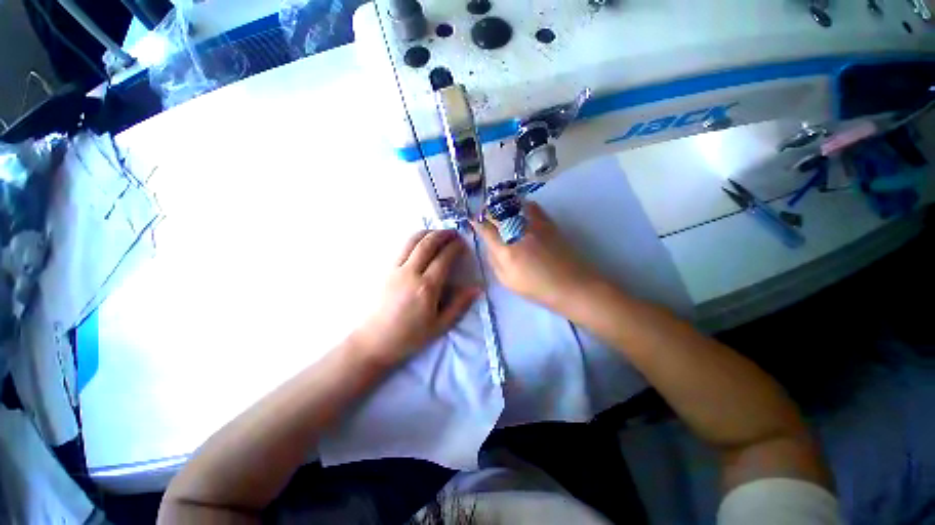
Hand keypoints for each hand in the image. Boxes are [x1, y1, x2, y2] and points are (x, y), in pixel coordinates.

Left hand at [352, 230, 478, 367]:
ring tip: (438, 232)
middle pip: (427, 244)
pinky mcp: (385, 270)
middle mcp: (410, 272)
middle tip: (453, 232)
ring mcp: (395, 269)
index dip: (455, 247)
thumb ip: (459, 305)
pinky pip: (401, 248)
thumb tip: (477, 288)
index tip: (463, 243)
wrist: (373, 341)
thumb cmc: (409, 337)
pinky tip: (420, 242)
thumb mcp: (440, 326)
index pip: (444, 258)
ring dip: (427, 233)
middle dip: (442, 234)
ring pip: (412, 241)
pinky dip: (414, 239)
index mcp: (426, 287)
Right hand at [473, 202, 602, 312]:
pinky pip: (532, 207)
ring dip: (502, 206)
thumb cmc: (538, 289)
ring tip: (499, 210)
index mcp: (506, 251)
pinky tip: (519, 210)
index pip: (486, 229)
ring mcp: (534, 226)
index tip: (473, 220)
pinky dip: (522, 205)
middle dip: (487, 212)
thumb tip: (489, 246)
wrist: (572, 285)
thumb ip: (494, 262)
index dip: (477, 222)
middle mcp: (518, 233)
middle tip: (484, 214)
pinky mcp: (548, 223)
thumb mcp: (508, 282)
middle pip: (497, 214)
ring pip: (512, 207)